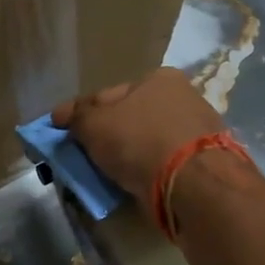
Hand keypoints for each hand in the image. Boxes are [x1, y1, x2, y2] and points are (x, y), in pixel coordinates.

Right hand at [53, 68, 226, 197]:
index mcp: (158, 78)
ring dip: (126, 155)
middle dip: (106, 134)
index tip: (60, 128)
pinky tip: (132, 183)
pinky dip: (146, 171)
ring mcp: (197, 131)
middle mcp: (182, 97)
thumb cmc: (141, 141)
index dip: (80, 112)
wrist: (195, 185)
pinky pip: (163, 163)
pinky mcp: (205, 163)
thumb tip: (63, 116)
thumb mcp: (95, 125)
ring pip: (147, 141)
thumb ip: (76, 117)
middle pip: (130, 117)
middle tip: (82, 154)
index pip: (108, 95)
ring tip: (105, 174)